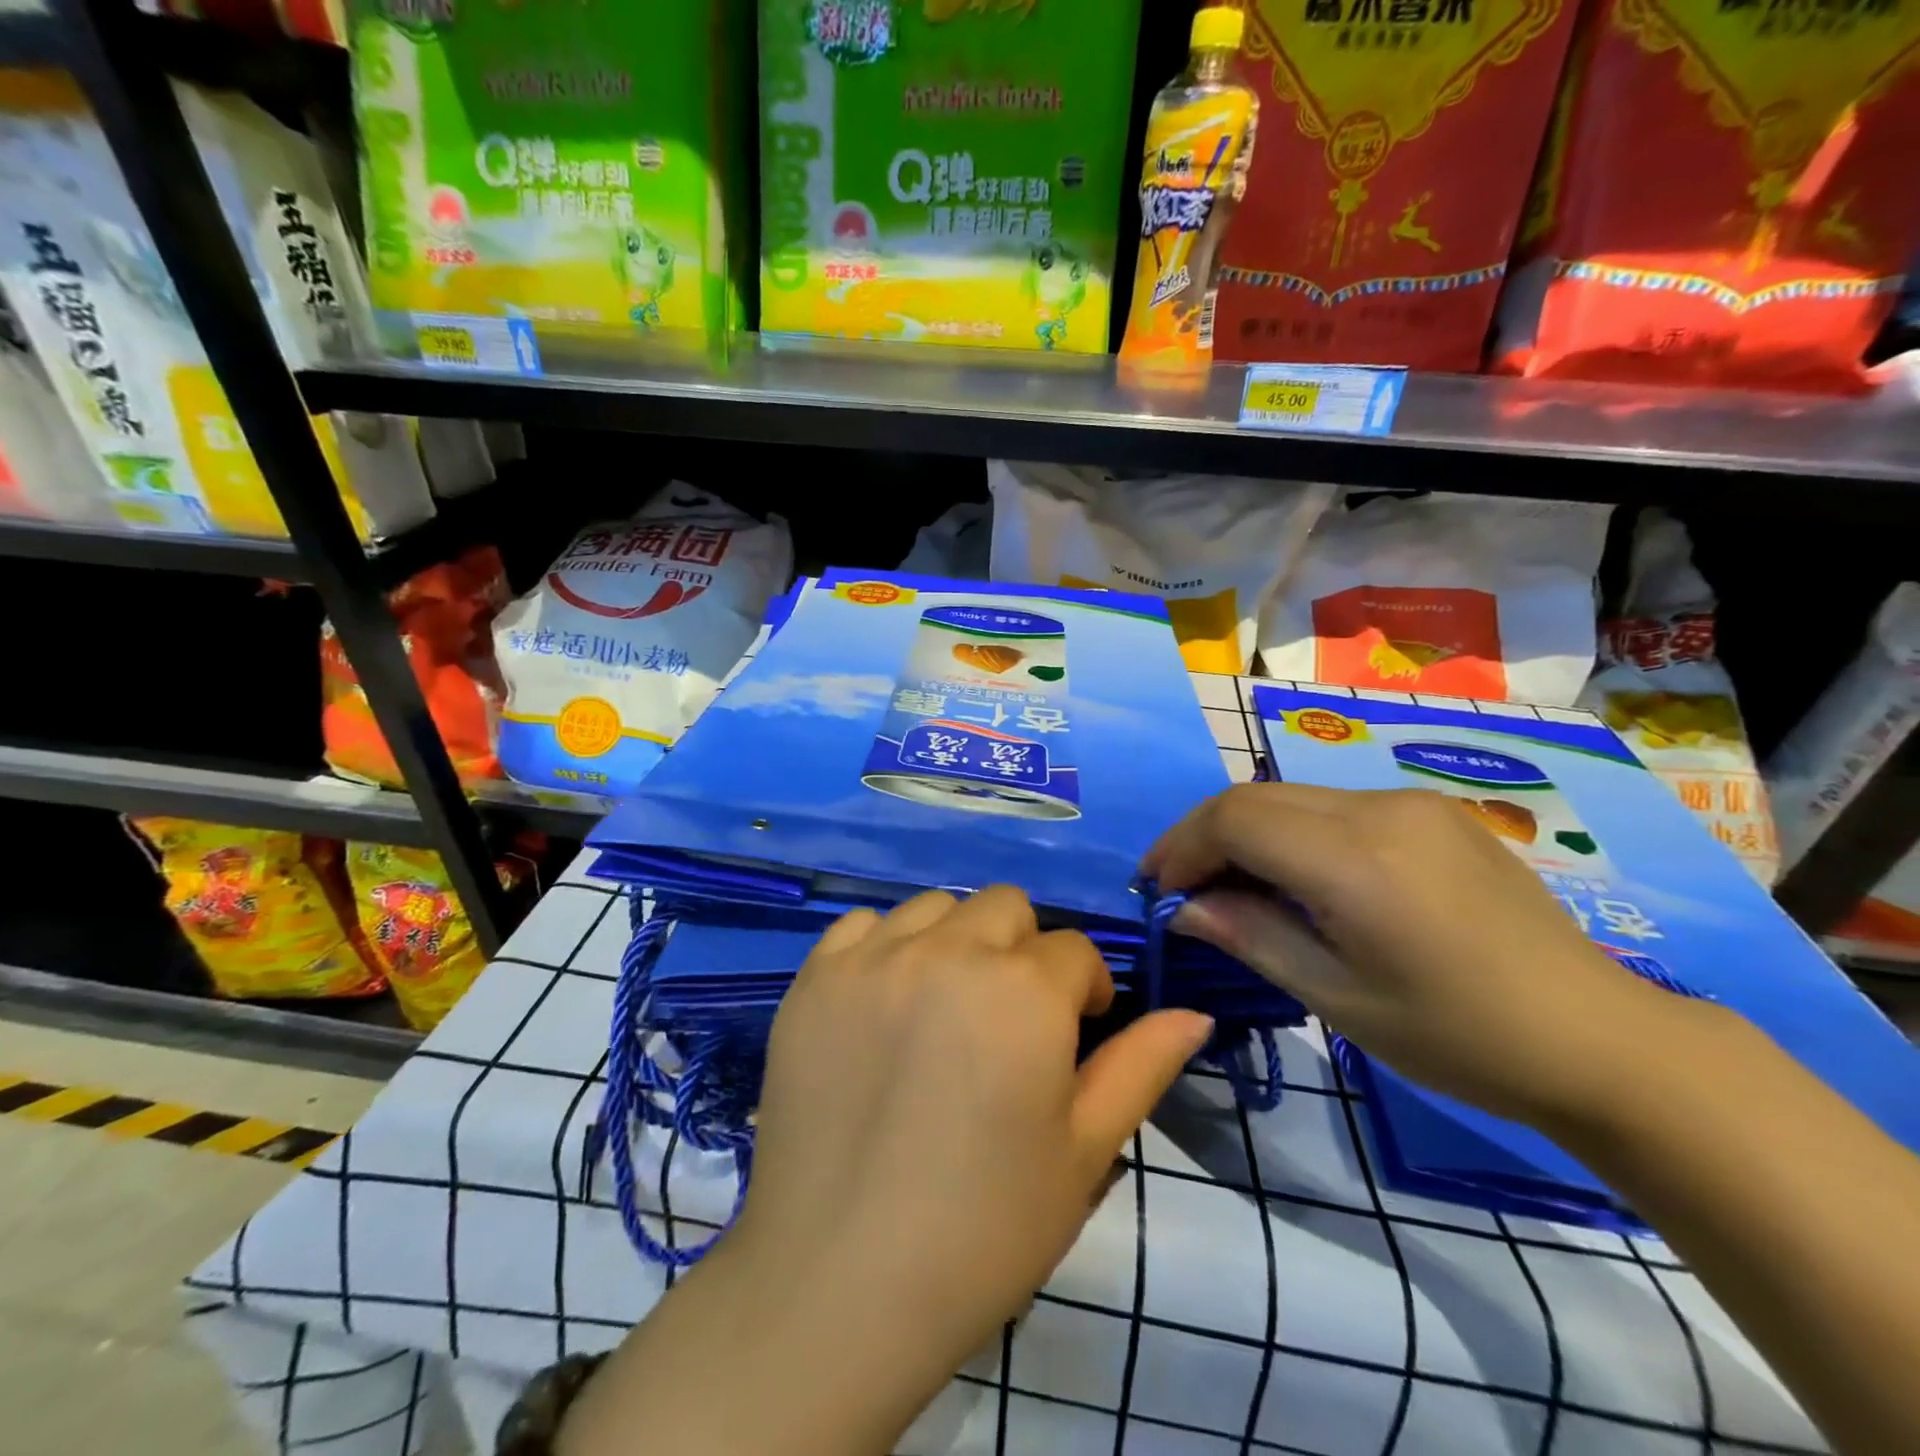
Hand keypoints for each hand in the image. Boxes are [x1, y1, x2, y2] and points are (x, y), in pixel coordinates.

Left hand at [559, 887, 1214, 1455]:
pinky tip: (883, 1002)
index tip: (1074, 1032)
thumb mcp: (1083, 1152)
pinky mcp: (816, 977)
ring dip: (956, 941)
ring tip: (945, 1008)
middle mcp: (950, 951)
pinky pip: (861, 924)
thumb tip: (1192, 1014)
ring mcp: (875, 958)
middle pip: (1006, 907)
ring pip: (936, 907)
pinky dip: (884, 947)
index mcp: (1025, 990)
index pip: (1075, 950)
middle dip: (1023, 952)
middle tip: (1009, 1019)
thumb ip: (1141, 1067)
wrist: (838, 1284)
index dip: (1085, 989)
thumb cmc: (982, 1229)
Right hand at [1142, 783, 1679, 1126]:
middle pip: (1254, 797)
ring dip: (1246, 832)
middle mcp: (1380, 809)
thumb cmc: (1460, 1037)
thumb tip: (1184, 908)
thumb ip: (1250, 937)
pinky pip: (1333, 805)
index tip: (1158, 889)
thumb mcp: (1338, 999)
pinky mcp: (1432, 810)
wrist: (1599, 1038)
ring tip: (1234, 887)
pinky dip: (1291, 832)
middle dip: (1203, 836)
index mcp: (1356, 861)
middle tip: (1183, 888)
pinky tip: (1298, 877)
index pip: (1233, 820)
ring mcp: (1411, 802)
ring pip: (1290, 796)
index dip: (1181, 847)